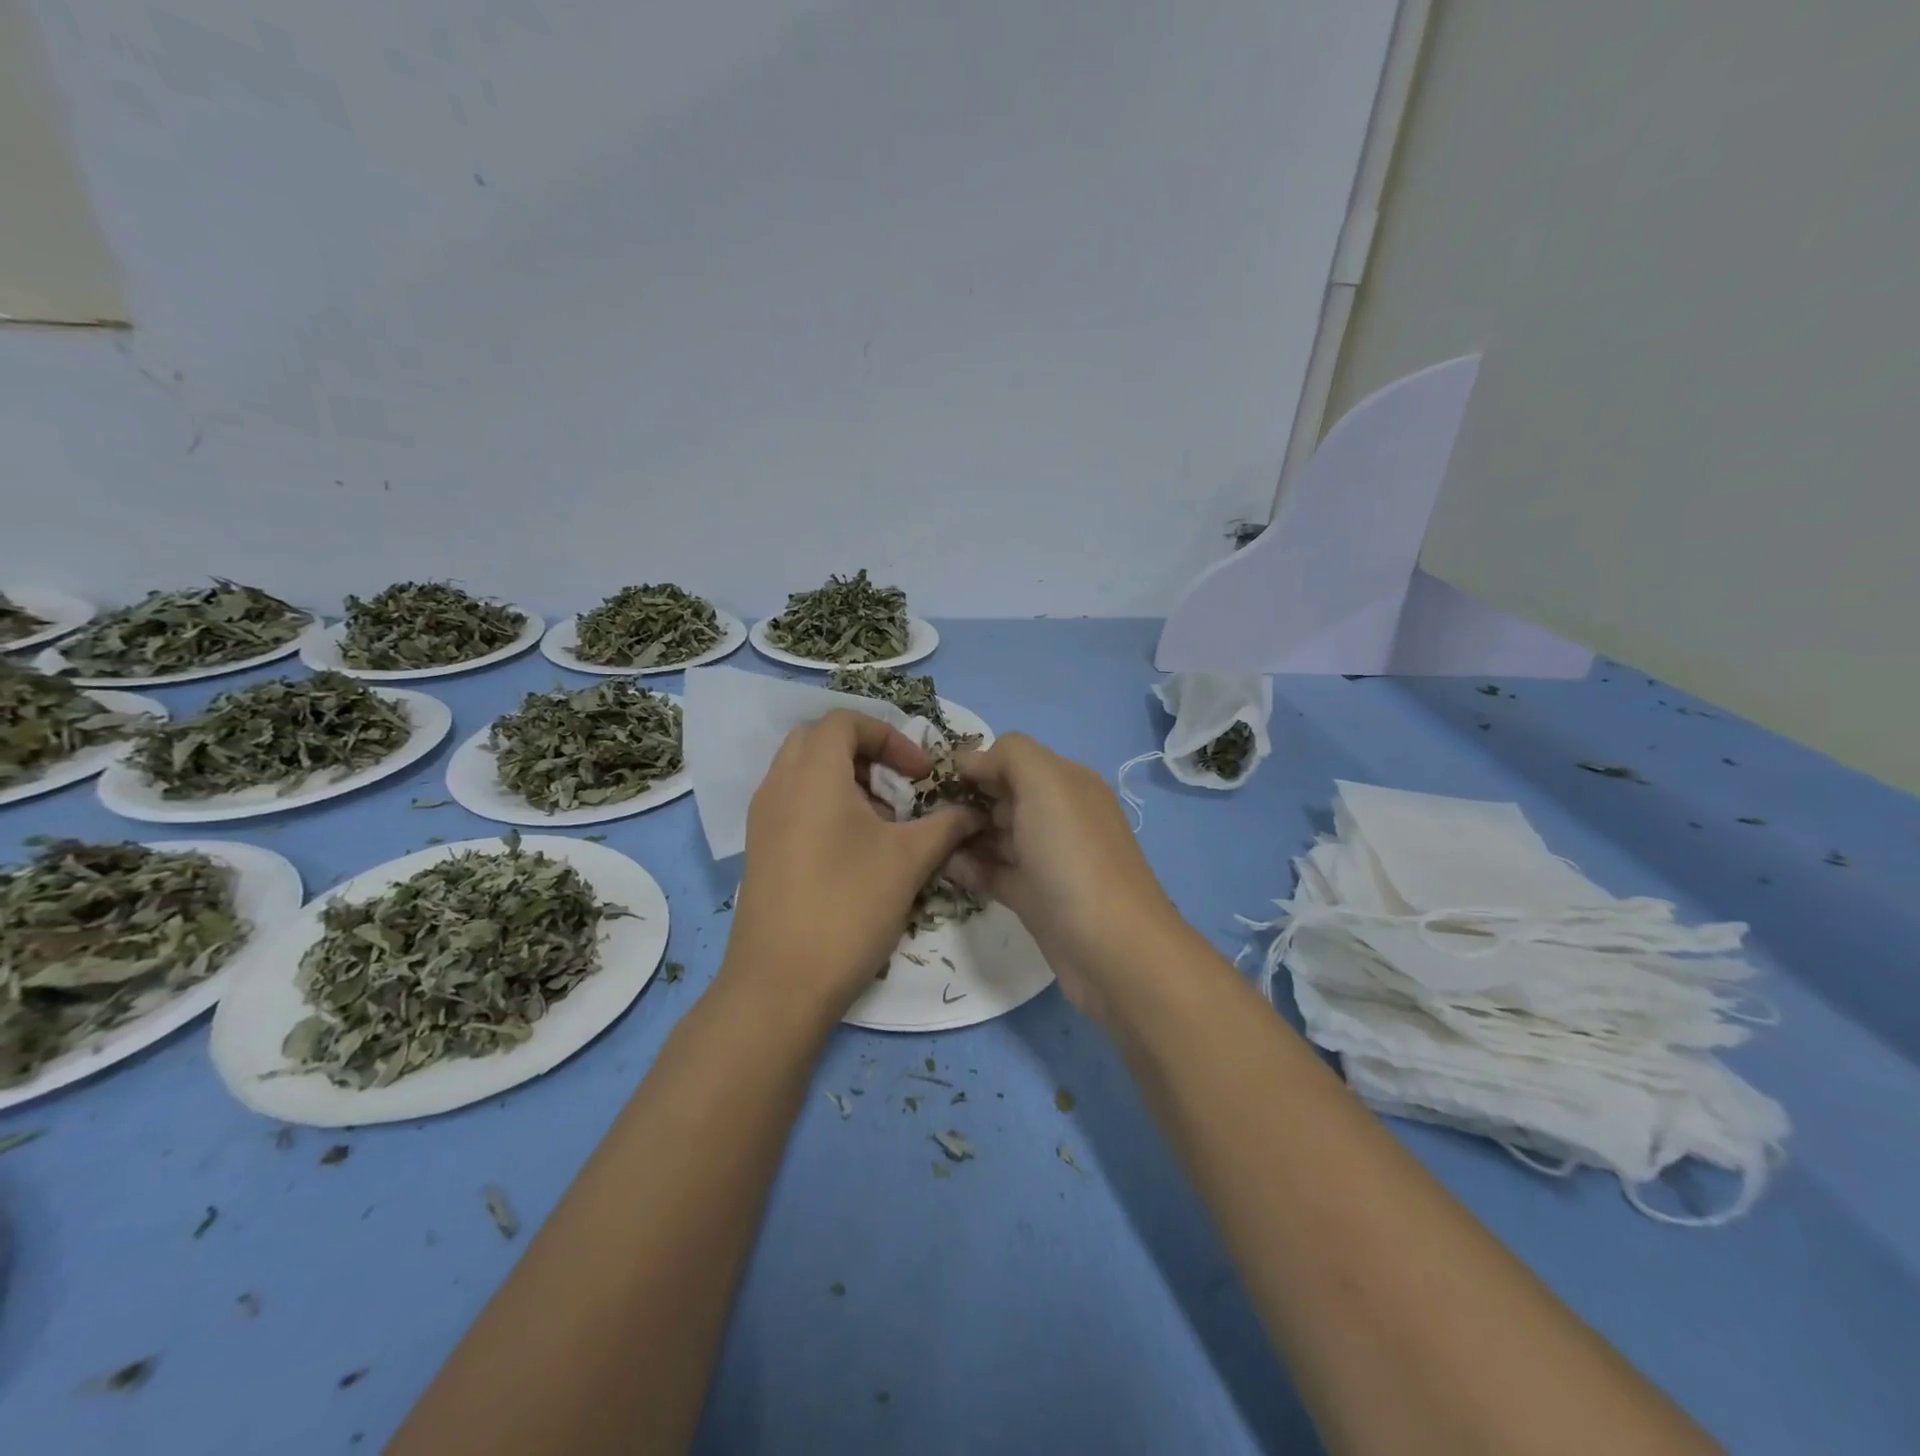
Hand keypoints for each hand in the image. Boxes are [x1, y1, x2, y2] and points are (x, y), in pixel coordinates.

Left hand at [725, 710, 985, 1018]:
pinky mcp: (761, 849)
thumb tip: (975, 811)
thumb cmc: (848, 907)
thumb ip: (947, 824)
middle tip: (899, 788)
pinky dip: (827, 806)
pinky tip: (856, 851)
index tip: (921, 774)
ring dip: (848, 781)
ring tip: (884, 823)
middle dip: (867, 754)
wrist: (779, 984)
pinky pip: (794, 803)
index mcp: (812, 774)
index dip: (891, 737)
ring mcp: (763, 818)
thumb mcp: (909, 860)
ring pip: (805, 773)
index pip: (846, 722)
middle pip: (821, 741)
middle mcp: (779, 785)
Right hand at [950, 733, 1189, 1025]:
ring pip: (996, 836)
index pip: (1012, 758)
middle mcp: (1059, 816)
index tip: (934, 779)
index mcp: (1066, 782)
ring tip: (924, 840)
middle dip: (964, 799)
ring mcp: (1048, 859)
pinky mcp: (1035, 898)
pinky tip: (941, 867)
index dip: (976, 763)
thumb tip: (972, 760)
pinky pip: (995, 873)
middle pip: (1002, 797)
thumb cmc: (1073, 855)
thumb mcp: (1045, 783)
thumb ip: (1009, 756)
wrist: (1112, 948)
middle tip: (922, 813)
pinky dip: (970, 867)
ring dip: (962, 834)